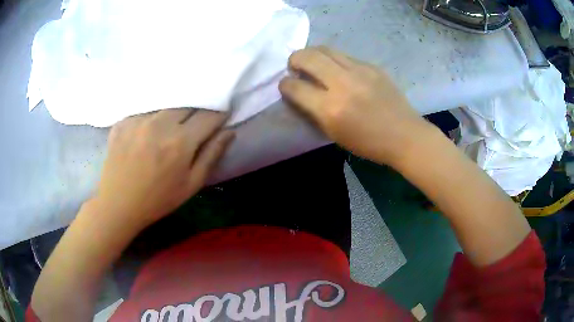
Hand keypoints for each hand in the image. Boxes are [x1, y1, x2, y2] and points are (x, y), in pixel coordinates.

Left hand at [96, 109, 234, 229]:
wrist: (118, 204)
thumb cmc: (158, 199)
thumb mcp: (191, 184)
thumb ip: (211, 155)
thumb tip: (229, 132)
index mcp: (180, 141)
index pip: (208, 115)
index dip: (218, 115)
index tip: (220, 118)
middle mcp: (160, 123)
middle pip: (187, 104)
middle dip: (196, 111)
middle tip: (194, 124)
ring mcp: (139, 119)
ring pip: (166, 105)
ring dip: (173, 114)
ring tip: (169, 128)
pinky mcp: (123, 121)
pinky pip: (145, 110)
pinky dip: (151, 118)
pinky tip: (147, 132)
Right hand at [279, 46, 426, 166]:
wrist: (404, 135)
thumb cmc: (368, 143)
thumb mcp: (334, 134)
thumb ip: (314, 111)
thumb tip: (299, 93)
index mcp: (330, 109)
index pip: (295, 87)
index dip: (284, 85)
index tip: (286, 85)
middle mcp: (342, 84)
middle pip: (307, 57)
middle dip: (294, 59)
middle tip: (295, 66)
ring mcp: (359, 71)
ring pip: (325, 49)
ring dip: (312, 54)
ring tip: (313, 62)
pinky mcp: (372, 66)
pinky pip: (344, 56)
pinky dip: (334, 60)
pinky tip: (338, 70)